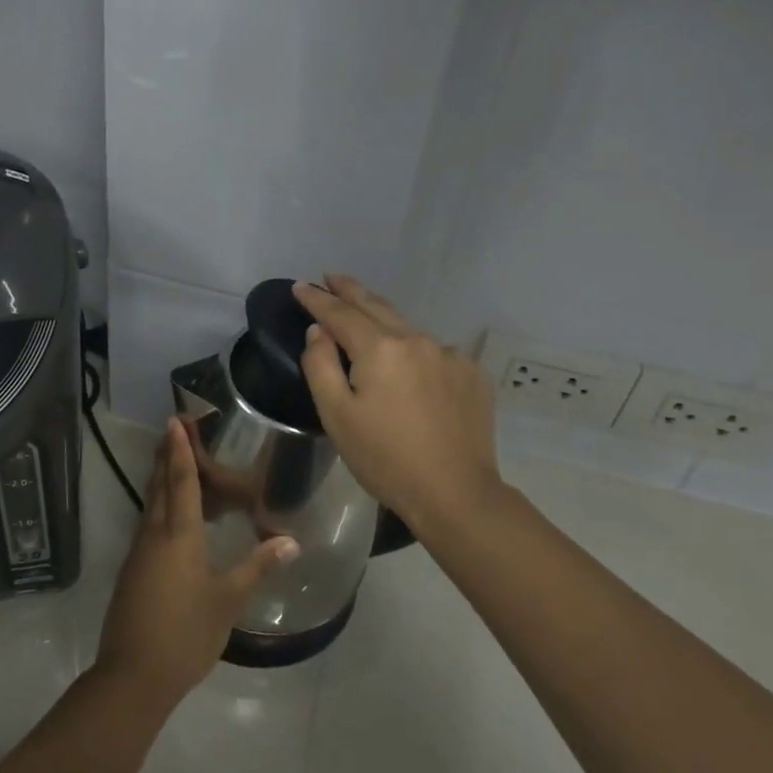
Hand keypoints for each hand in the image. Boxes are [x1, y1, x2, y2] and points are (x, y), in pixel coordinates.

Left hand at [96, 419, 298, 711]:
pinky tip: (174, 515)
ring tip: (175, 460)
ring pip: (151, 503)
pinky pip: (149, 523)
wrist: (133, 676)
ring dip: (161, 478)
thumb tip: (291, 540)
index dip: (180, 449)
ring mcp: (139, 552)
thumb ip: (257, 567)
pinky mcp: (134, 570)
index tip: (175, 420)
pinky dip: (161, 505)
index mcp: (178, 535)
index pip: (181, 480)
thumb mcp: (227, 601)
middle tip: (174, 428)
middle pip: (159, 484)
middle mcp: (154, 534)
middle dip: (166, 454)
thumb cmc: (185, 633)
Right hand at [292, 275, 504, 530]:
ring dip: (382, 319)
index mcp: (380, 348)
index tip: (300, 285)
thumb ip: (320, 365)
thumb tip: (319, 331)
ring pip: (407, 328)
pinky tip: (408, 367)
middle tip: (331, 277)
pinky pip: (433, 351)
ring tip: (365, 318)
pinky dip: (413, 350)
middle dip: (350, 290)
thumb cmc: (385, 459)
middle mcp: (417, 340)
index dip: (317, 298)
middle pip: (376, 306)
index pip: (340, 313)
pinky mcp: (471, 373)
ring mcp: (450, 355)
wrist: (456, 495)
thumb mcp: (336, 415)